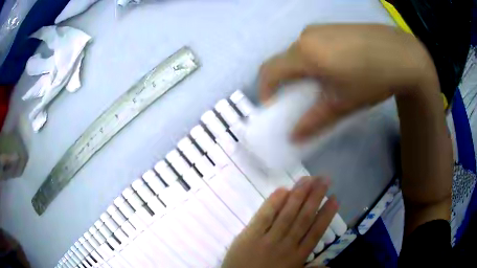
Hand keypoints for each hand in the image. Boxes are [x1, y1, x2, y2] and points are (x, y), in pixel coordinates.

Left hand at [222, 176, 337, 267]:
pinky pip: (264, 217)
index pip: (316, 232)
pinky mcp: (249, 236)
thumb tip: (331, 265)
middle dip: (315, 197)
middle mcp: (286, 245)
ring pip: (287, 214)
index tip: (335, 199)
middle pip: (304, 218)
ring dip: (299, 195)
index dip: (326, 214)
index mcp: (297, 257)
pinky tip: (282, 190)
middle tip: (324, 179)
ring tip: (308, 179)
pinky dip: (273, 203)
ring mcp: (267, 240)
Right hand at [259, 24, 438, 140]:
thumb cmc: (372, 78)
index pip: (269, 71)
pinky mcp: (332, 26)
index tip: (274, 107)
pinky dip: (314, 58)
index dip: (265, 91)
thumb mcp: (343, 103)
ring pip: (299, 51)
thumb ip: (315, 121)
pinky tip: (336, 67)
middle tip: (301, 98)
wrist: (401, 53)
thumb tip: (294, 137)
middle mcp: (306, 36)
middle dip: (285, 82)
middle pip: (284, 60)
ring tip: (323, 83)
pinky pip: (313, 44)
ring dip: (301, 69)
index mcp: (305, 54)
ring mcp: (320, 28)